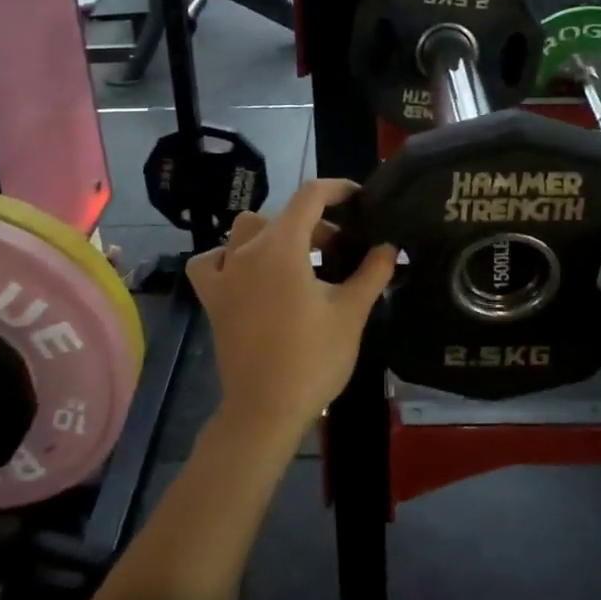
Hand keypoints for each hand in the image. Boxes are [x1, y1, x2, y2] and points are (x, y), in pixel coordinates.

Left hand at [185, 180, 397, 439]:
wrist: (265, 410)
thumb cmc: (312, 358)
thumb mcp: (351, 312)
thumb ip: (373, 272)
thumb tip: (389, 246)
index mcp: (282, 246)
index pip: (309, 196)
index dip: (336, 189)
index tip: (359, 198)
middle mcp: (247, 250)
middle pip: (283, 216)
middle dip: (315, 223)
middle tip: (340, 250)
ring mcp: (224, 273)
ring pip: (246, 230)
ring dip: (274, 234)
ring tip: (298, 258)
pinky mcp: (212, 298)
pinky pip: (211, 261)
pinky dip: (227, 257)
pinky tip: (245, 272)